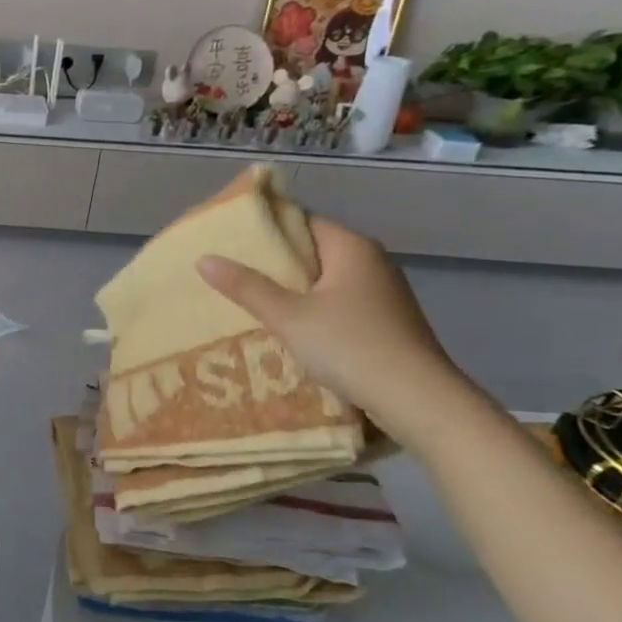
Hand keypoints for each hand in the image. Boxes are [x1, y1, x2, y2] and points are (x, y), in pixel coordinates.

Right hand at [196, 216, 468, 439]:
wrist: (417, 399)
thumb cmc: (349, 346)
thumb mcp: (288, 317)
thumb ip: (246, 287)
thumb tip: (204, 259)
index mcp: (352, 247)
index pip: (302, 222)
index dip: (266, 229)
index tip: (230, 240)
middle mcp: (372, 262)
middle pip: (313, 251)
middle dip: (274, 263)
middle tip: (230, 273)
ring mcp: (383, 293)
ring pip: (325, 281)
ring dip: (292, 290)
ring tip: (249, 301)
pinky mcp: (385, 322)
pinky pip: (338, 304)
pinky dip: (312, 310)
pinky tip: (287, 328)